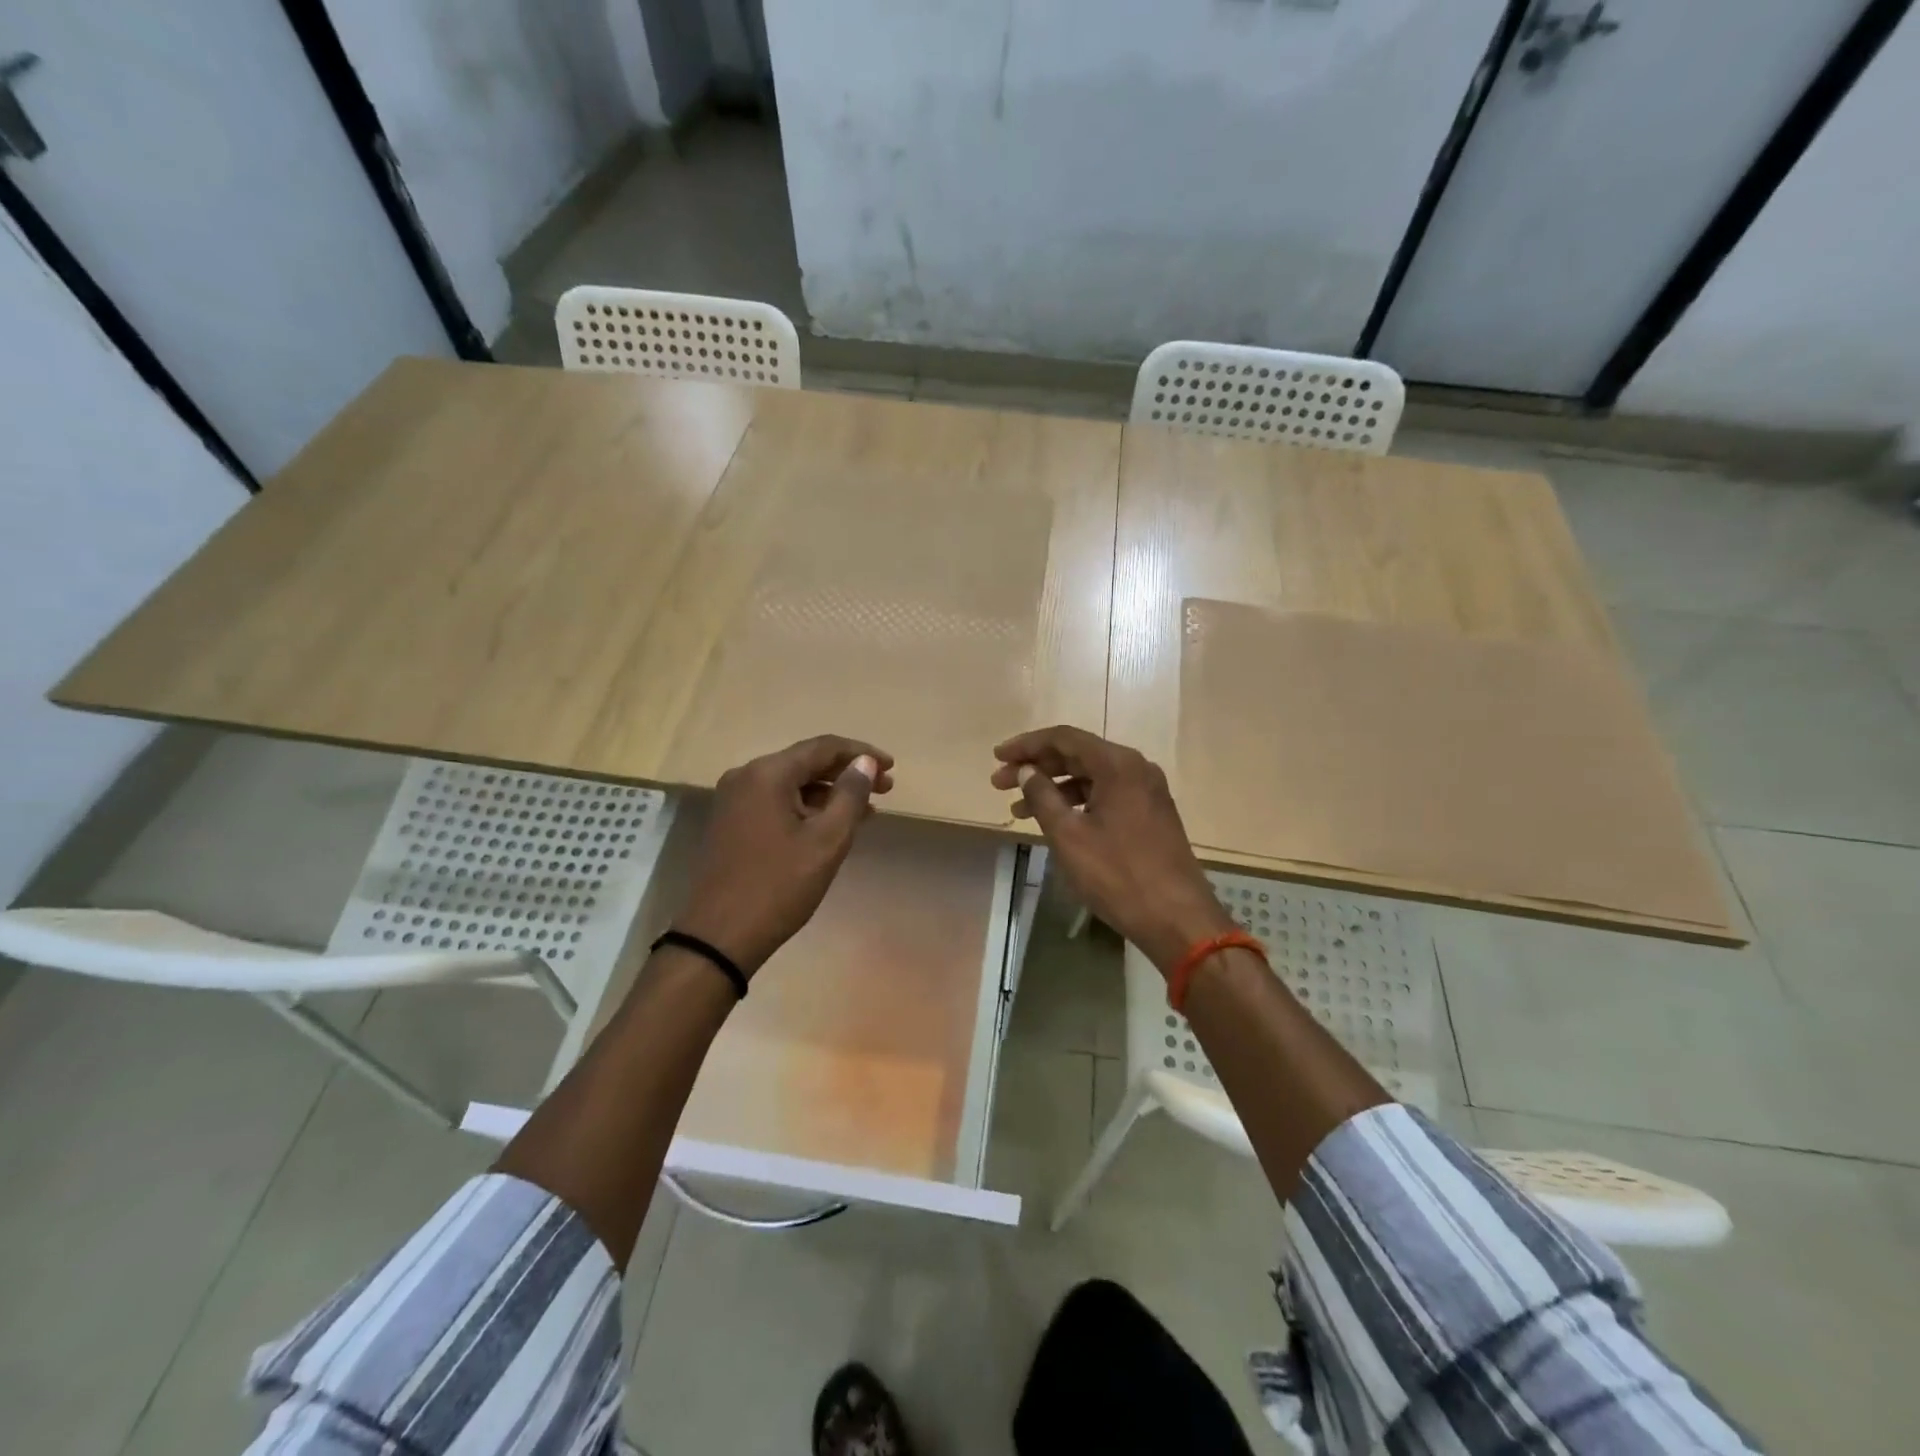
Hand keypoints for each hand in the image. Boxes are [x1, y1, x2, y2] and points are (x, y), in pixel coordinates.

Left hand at [675, 735, 893, 975]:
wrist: (719, 937)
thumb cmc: (779, 886)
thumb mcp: (826, 840)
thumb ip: (850, 795)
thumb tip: (865, 762)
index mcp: (767, 774)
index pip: (823, 747)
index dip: (861, 753)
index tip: (892, 767)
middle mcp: (746, 776)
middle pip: (806, 762)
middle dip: (847, 773)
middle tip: (886, 789)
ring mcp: (734, 800)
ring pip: (792, 784)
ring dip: (829, 793)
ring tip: (867, 810)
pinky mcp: (732, 822)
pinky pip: (777, 801)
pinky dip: (807, 808)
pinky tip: (831, 824)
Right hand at [992, 726, 1232, 975]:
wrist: (1178, 919)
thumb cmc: (1118, 876)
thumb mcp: (1069, 836)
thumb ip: (1042, 797)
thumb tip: (1026, 771)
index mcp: (1118, 765)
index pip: (1063, 738)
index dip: (1026, 745)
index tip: (997, 757)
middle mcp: (1136, 768)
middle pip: (1077, 754)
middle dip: (1037, 767)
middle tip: (1000, 784)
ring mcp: (1147, 791)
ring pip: (1091, 776)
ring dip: (1054, 787)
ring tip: (1018, 810)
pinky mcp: (1151, 813)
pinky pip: (1106, 793)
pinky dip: (1077, 802)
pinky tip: (1056, 820)